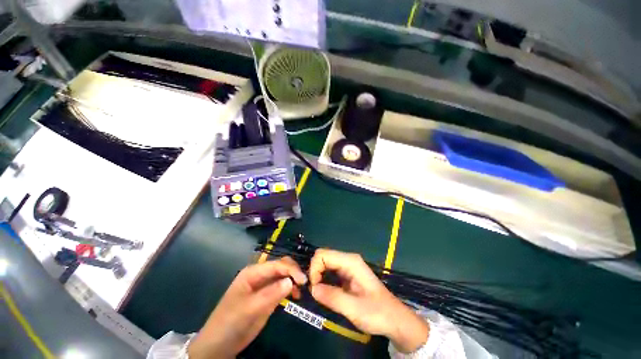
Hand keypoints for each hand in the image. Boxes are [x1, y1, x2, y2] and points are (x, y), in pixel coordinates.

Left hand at [188, 257, 306, 358]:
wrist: (219, 344)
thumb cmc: (230, 322)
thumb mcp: (249, 308)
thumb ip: (270, 294)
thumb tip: (290, 281)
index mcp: (253, 272)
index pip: (276, 264)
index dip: (291, 269)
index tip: (303, 280)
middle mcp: (260, 275)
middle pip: (281, 266)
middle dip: (294, 271)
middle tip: (304, 284)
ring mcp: (264, 286)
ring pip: (283, 276)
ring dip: (293, 280)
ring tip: (300, 291)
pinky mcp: (268, 296)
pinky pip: (282, 287)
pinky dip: (290, 288)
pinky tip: (295, 295)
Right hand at [309, 249, 428, 352]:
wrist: (394, 319)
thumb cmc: (377, 313)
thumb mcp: (354, 308)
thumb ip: (332, 297)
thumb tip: (312, 289)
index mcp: (350, 261)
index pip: (323, 254)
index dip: (314, 269)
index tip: (314, 288)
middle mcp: (348, 260)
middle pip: (323, 257)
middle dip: (315, 272)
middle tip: (314, 292)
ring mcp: (348, 266)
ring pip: (325, 264)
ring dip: (318, 276)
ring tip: (318, 293)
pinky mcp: (347, 275)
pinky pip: (330, 272)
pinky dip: (323, 279)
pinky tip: (325, 292)